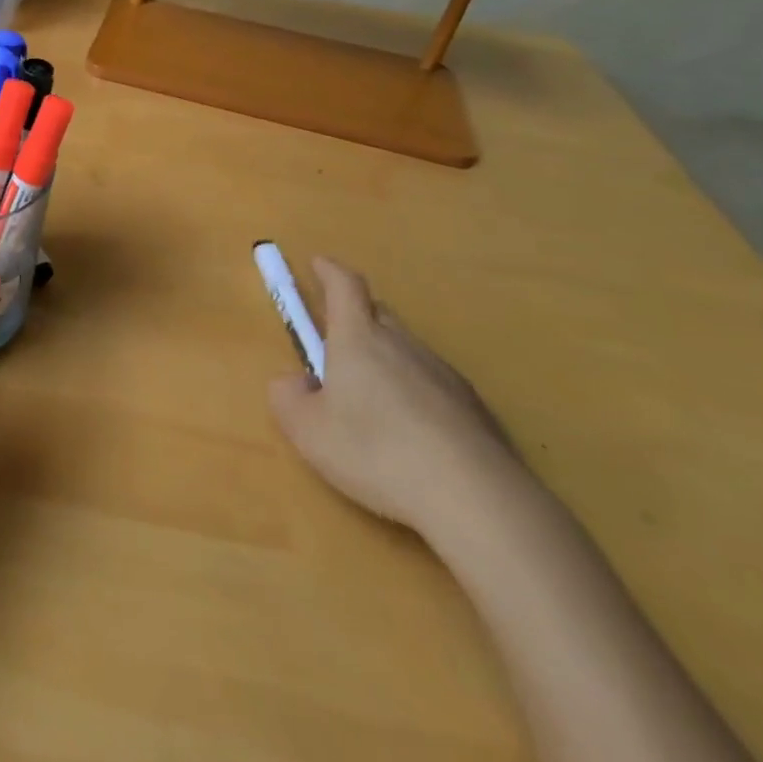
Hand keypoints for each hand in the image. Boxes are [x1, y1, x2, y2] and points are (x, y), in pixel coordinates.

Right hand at [269, 257, 522, 536]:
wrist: (475, 498)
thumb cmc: (375, 451)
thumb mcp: (307, 430)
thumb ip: (287, 397)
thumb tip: (295, 382)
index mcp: (358, 338)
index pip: (345, 285)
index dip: (329, 271)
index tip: (318, 264)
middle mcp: (402, 344)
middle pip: (377, 313)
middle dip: (354, 318)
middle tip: (336, 346)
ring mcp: (443, 374)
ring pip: (406, 350)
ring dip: (385, 360)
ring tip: (371, 404)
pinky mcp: (474, 408)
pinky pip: (432, 385)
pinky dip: (415, 394)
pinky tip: (411, 436)